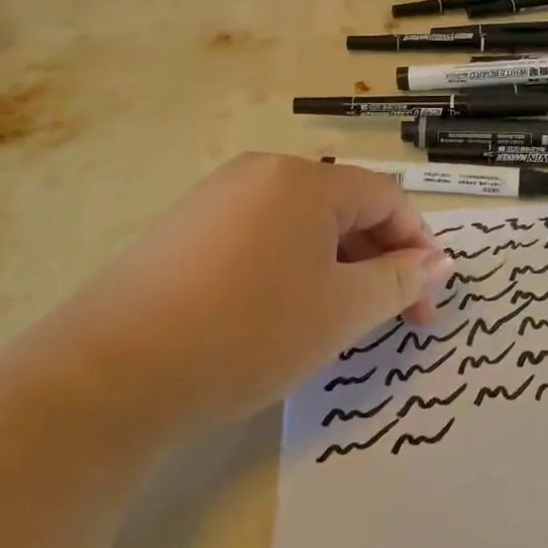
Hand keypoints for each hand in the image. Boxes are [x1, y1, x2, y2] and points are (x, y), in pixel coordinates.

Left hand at [41, 155, 453, 431]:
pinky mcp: (186, 230)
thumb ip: (400, 281)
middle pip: (345, 207)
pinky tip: (283, 313)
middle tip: (393, 317)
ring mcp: (218, 198)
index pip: (387, 198)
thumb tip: (439, 262)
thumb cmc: (247, 331)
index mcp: (306, 179)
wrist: (108, 374)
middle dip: (380, 260)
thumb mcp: (340, 311)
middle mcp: (263, 173)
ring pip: (303, 225)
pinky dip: (292, 268)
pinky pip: (262, 237)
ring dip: (338, 266)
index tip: (430, 301)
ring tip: (340, 320)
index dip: (418, 245)